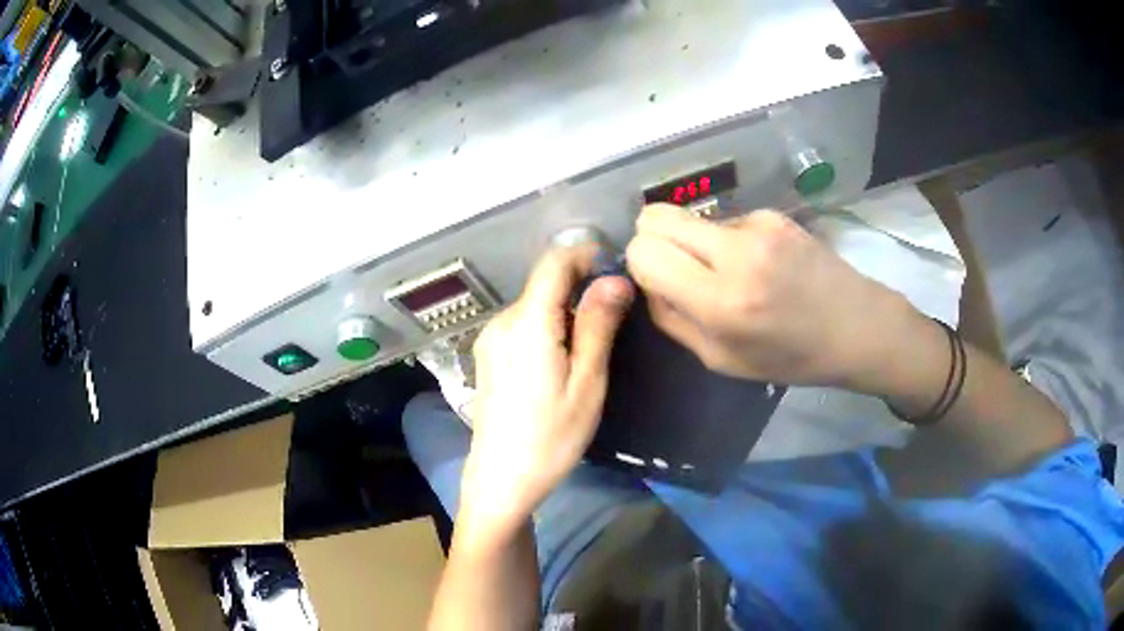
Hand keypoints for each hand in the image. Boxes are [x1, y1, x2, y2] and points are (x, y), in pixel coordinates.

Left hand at [459, 246, 634, 536]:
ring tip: (587, 353)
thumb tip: (616, 279)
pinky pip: (522, 325)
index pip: (554, 263)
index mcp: (528, 323)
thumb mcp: (587, 383)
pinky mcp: (487, 355)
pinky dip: (546, 328)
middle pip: (545, 285)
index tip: (615, 268)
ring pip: (534, 305)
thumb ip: (598, 325)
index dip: (585, 255)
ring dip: (564, 312)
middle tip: (612, 324)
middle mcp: (502, 321)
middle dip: (580, 290)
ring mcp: (490, 339)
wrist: (501, 479)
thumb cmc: (551, 437)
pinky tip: (559, 365)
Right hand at [625, 204, 923, 392]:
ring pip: (691, 217)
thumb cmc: (791, 357)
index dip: (641, 264)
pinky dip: (731, 240)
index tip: (657, 280)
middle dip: (653, 238)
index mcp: (720, 302)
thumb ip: (673, 321)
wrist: (856, 327)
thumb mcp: (722, 361)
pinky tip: (762, 263)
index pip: (644, 252)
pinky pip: (727, 221)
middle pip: (656, 216)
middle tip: (676, 265)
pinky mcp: (774, 214)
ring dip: (697, 242)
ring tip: (735, 272)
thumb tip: (648, 282)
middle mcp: (736, 254)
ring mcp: (758, 227)